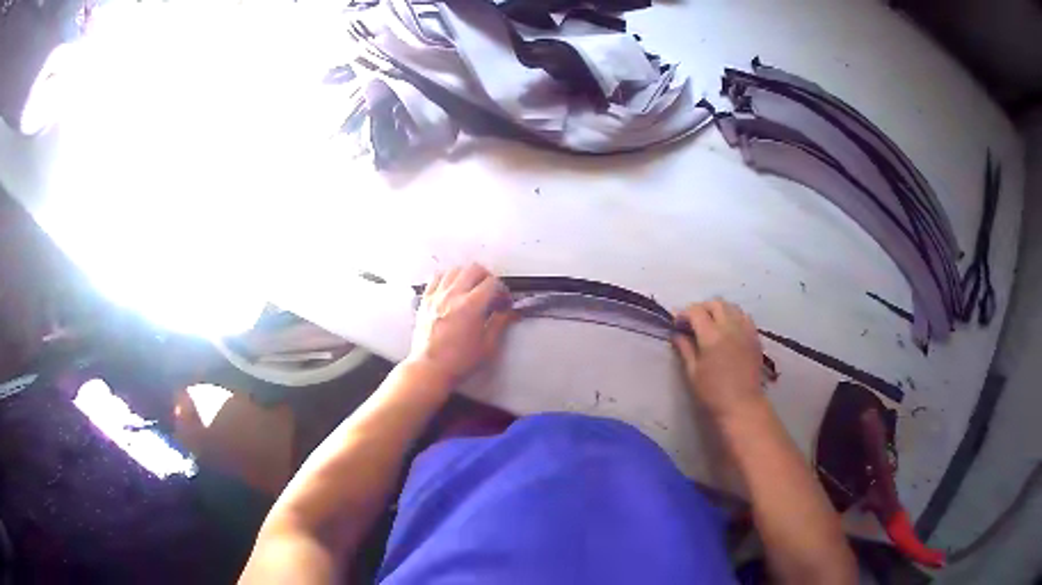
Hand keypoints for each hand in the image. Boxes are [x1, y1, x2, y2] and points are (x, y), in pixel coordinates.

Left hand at [407, 264, 513, 385]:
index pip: (492, 283)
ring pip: (454, 270)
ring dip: (466, 275)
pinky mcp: (425, 300)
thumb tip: (509, 313)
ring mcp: (437, 296)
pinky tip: (452, 289)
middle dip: (486, 277)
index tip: (503, 301)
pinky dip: (447, 279)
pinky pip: (436, 278)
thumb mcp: (487, 346)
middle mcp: (453, 296)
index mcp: (470, 307)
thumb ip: (500, 323)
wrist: (430, 369)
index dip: (502, 290)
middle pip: (474, 269)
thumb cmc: (457, 362)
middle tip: (490, 291)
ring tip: (471, 288)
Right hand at [672, 299, 765, 421]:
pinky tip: (729, 330)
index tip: (677, 323)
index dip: (683, 313)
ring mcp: (745, 330)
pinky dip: (734, 317)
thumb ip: (685, 349)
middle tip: (693, 322)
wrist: (742, 406)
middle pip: (715, 303)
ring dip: (719, 310)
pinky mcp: (755, 337)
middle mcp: (730, 327)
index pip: (695, 311)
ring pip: (731, 306)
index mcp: (711, 336)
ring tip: (711, 323)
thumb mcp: (693, 372)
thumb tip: (677, 334)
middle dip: (701, 308)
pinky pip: (744, 316)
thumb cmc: (712, 393)